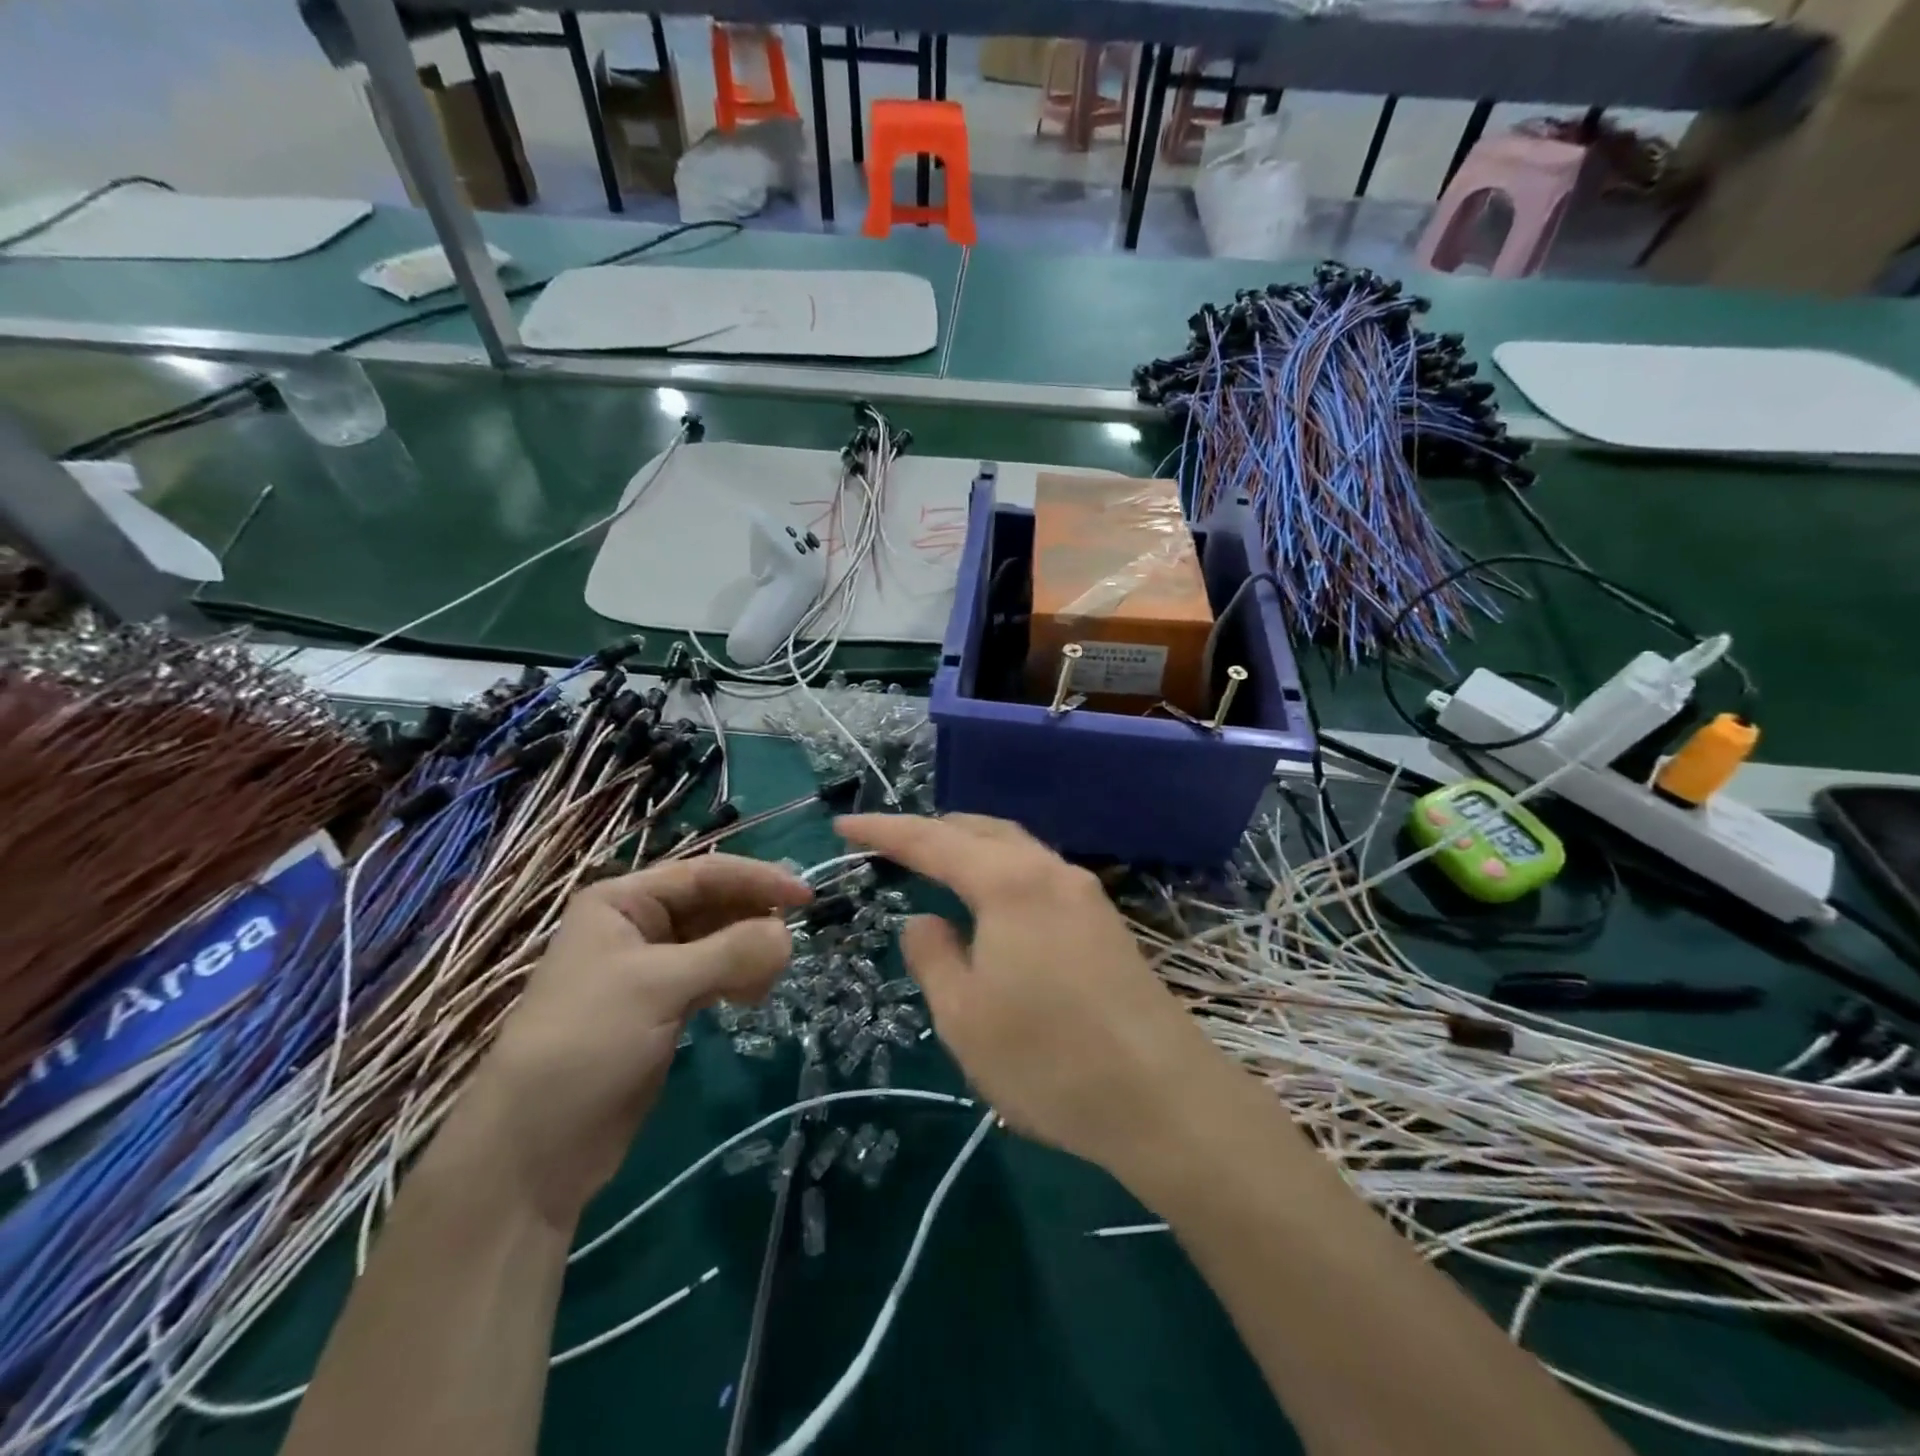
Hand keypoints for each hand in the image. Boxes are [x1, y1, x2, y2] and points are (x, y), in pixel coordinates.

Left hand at [458, 856, 811, 1227]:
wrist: (535, 1149)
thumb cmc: (588, 1044)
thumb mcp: (659, 987)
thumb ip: (730, 953)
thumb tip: (789, 936)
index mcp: (623, 901)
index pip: (704, 874)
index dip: (758, 880)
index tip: (807, 898)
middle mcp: (637, 925)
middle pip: (714, 904)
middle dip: (753, 919)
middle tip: (790, 945)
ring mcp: (651, 968)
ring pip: (718, 941)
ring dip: (748, 952)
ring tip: (765, 982)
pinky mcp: (664, 1007)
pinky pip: (714, 975)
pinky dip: (738, 979)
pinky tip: (750, 998)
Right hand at [835, 814, 1223, 1179]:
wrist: (1163, 1098)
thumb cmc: (1048, 1059)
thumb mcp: (964, 1016)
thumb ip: (933, 957)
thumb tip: (923, 921)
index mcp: (1008, 882)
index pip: (932, 840)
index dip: (883, 830)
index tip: (844, 825)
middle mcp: (1049, 871)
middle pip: (981, 831)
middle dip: (932, 831)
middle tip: (890, 845)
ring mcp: (1085, 894)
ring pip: (1016, 849)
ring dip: (971, 848)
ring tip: (937, 864)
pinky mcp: (1105, 922)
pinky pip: (1039, 874)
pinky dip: (1002, 872)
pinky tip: (994, 903)